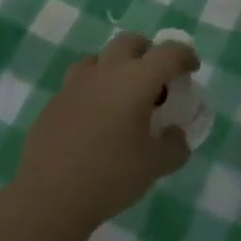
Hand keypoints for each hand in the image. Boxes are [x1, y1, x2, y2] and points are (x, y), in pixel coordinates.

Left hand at [9, 32, 197, 240]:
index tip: (192, 69)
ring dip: (115, 67)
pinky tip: (94, 119)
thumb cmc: (110, 176)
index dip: (185, 56)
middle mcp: (106, 72)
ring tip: (121, 95)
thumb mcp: (156, 165)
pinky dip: (92, 90)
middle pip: (130, 42)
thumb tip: (175, 136)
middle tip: (156, 78)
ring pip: (99, 58)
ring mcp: (75, 85)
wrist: (48, 198)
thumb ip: (174, 146)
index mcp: (136, 80)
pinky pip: (78, 83)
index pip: (169, 52)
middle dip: (148, 52)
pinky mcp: (53, 104)